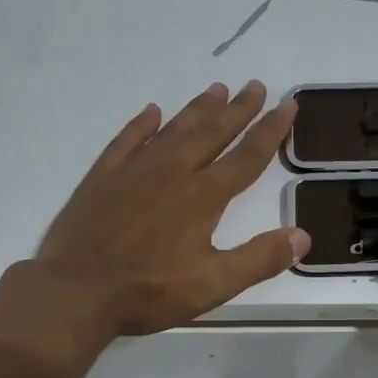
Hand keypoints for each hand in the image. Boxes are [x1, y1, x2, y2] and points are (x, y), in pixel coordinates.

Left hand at [27, 82, 309, 336]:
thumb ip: (259, 260)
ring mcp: (134, 171)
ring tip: (216, 89)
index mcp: (202, 197)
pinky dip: (142, 124)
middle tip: (255, 85)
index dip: (270, 131)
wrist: (75, 291)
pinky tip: (151, 112)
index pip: (246, 157)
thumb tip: (302, 237)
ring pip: (173, 129)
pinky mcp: (103, 177)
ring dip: (197, 109)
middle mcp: (172, 172)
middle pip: (212, 133)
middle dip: (237, 109)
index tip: (288, 105)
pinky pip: (127, 140)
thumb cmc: (148, 291)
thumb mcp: (213, 285)